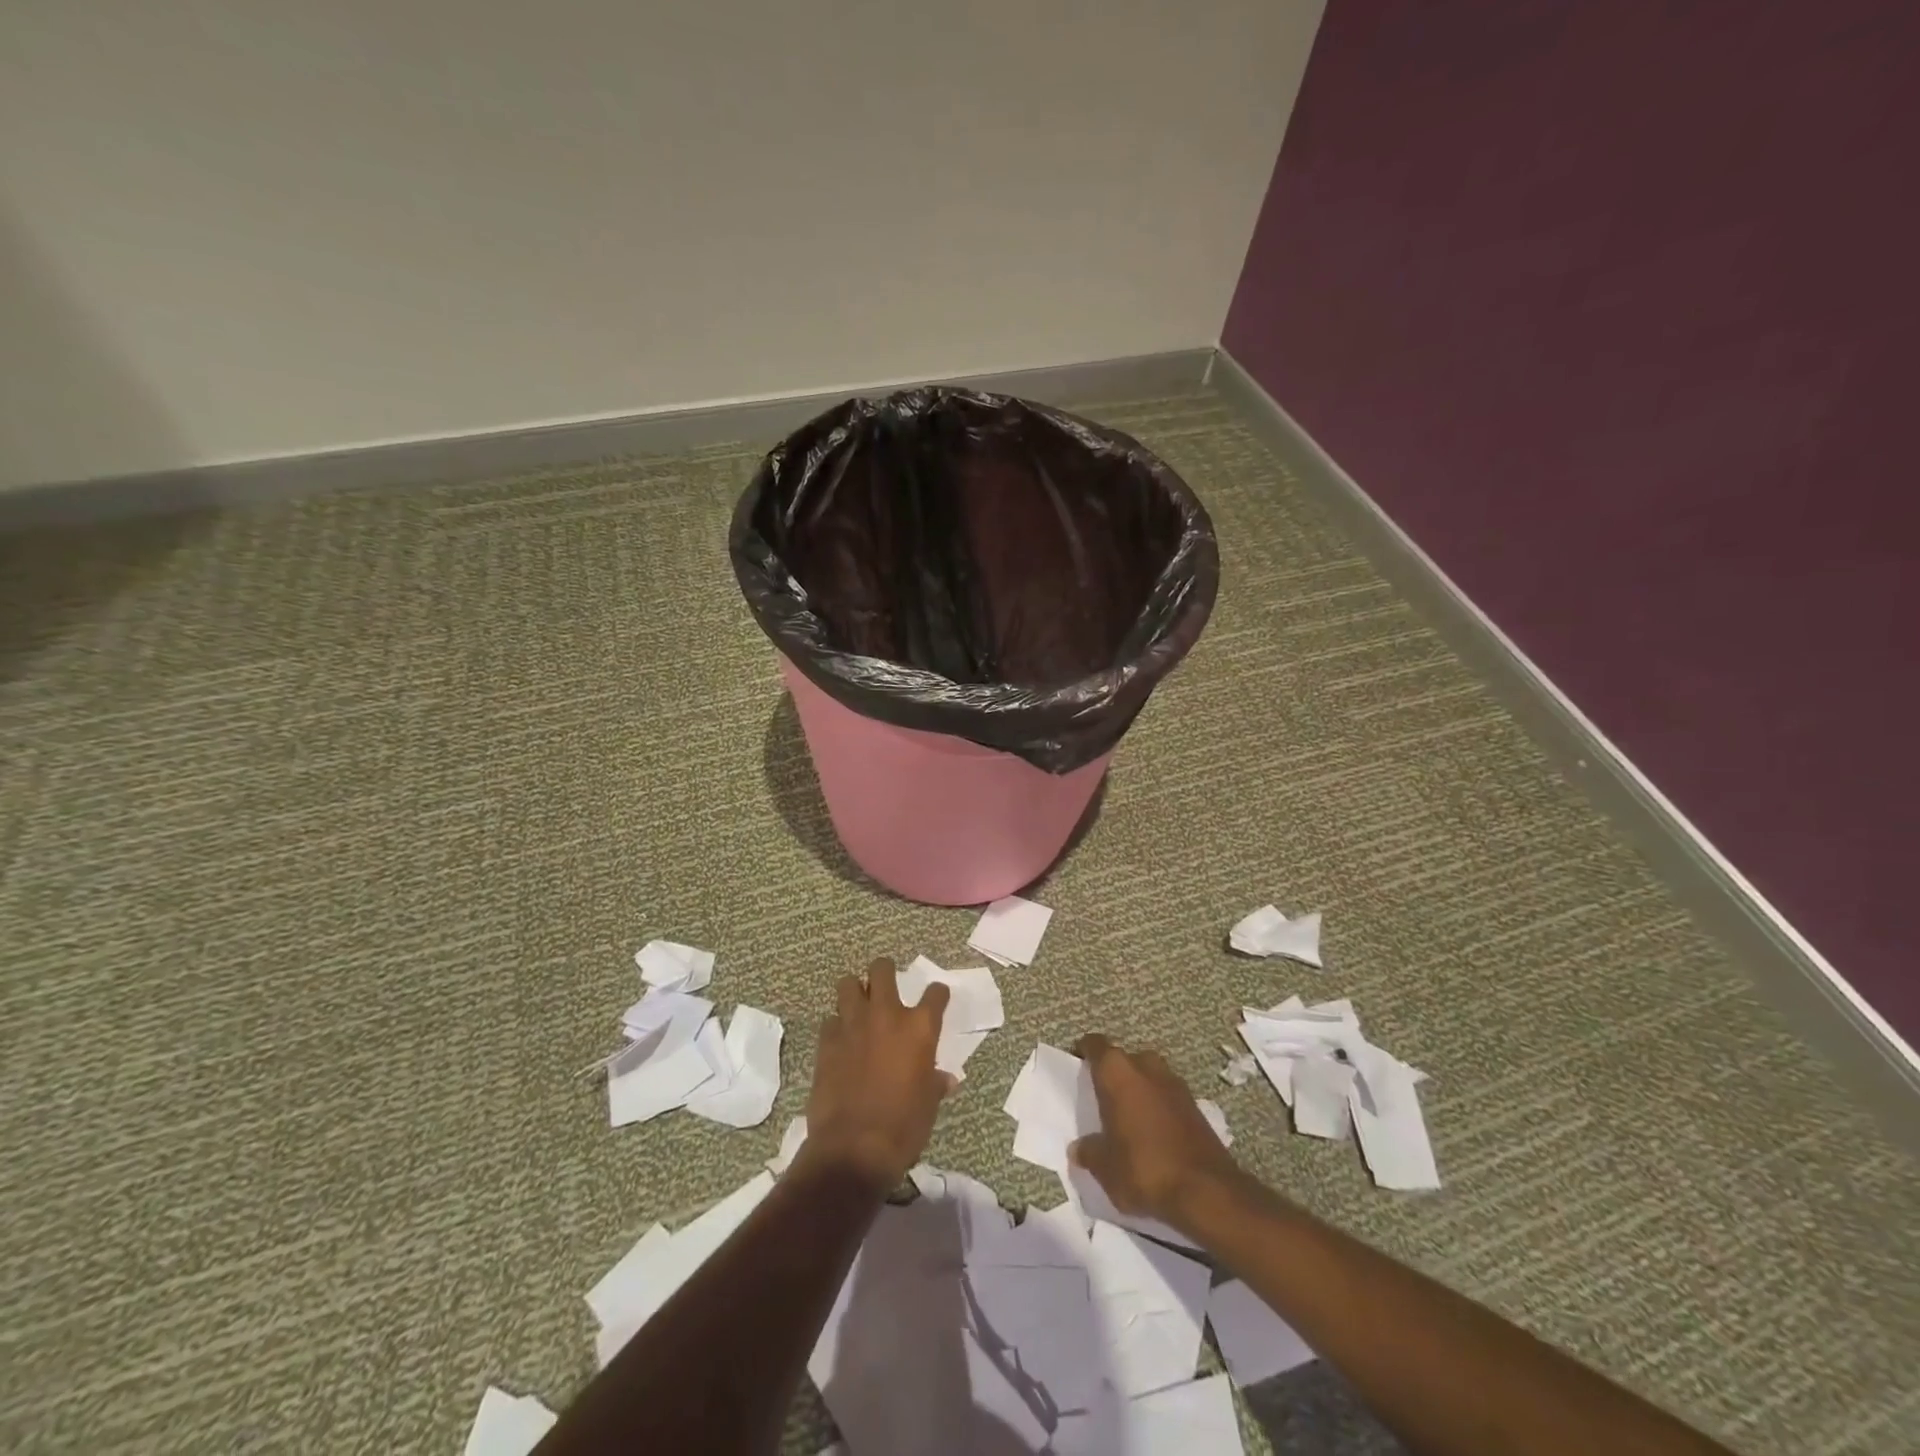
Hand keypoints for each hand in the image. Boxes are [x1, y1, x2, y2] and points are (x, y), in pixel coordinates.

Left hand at [801, 958, 952, 1190]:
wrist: (854, 1148)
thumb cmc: (904, 1127)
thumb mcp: (929, 1105)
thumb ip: (935, 1083)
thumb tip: (946, 1080)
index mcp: (920, 1028)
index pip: (935, 994)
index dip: (937, 994)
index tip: (937, 998)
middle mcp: (886, 1015)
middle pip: (882, 970)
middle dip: (885, 971)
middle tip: (886, 983)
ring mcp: (853, 1025)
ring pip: (848, 984)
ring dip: (855, 991)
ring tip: (859, 1005)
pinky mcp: (826, 1041)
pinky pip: (830, 1019)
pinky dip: (836, 1025)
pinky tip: (840, 1039)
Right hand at [1069, 1034, 1243, 1229]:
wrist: (1207, 1191)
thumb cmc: (1143, 1168)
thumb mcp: (1105, 1168)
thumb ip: (1089, 1152)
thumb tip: (1080, 1148)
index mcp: (1117, 1072)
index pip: (1095, 1045)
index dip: (1084, 1051)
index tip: (1077, 1063)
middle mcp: (1146, 1066)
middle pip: (1124, 1059)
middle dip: (1114, 1073)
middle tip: (1103, 1097)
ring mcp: (1175, 1084)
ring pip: (1149, 1075)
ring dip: (1139, 1089)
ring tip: (1128, 1116)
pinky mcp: (1196, 1105)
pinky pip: (1167, 1096)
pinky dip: (1158, 1106)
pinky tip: (1154, 1133)